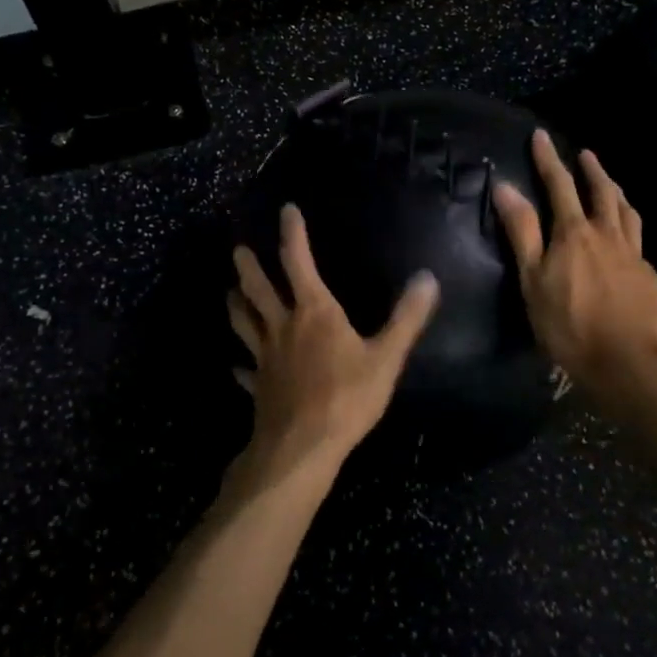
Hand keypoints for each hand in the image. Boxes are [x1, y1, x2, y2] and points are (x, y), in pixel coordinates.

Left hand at [228, 204, 440, 489]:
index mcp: (314, 312)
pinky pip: (246, 371)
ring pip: (244, 324)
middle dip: (248, 267)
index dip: (292, 234)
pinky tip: (237, 367)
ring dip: (236, 306)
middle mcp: (283, 327)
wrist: (302, 447)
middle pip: (258, 290)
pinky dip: (241, 366)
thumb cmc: (347, 397)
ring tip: (229, 293)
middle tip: (237, 249)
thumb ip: (406, 318)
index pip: (298, 262)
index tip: (286, 210)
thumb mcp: (386, 357)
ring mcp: (265, 358)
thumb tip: (427, 278)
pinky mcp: (258, 387)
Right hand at [493, 130, 656, 406]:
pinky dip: (628, 221)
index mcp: (574, 233)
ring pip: (626, 210)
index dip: (548, 160)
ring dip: (615, 190)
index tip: (540, 136)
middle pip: (601, 191)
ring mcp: (632, 253)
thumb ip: (522, 232)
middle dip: (590, 169)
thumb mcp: (532, 280)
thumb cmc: (568, 324)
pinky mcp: (647, 274)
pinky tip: (626, 231)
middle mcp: (607, 234)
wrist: (626, 362)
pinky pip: (638, 235)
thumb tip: (506, 187)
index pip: (559, 185)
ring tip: (610, 182)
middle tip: (585, 153)